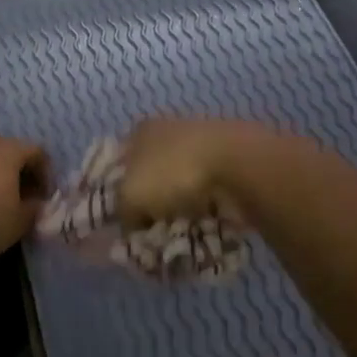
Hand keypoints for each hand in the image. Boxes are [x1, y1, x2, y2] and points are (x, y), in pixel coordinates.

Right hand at [116, 117, 270, 224]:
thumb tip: (130, 223)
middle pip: (151, 170)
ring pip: (181, 179)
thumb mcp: (130, 197)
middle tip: (150, 225)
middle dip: (151, 197)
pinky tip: (205, 221)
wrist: (240, 165)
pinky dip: (206, 205)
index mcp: (141, 130)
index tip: (121, 214)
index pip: (118, 160)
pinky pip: (210, 189)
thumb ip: (122, 212)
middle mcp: (170, 129)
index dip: (116, 188)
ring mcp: (203, 142)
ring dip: (180, 202)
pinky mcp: (230, 160)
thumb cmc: (174, 174)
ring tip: (180, 227)